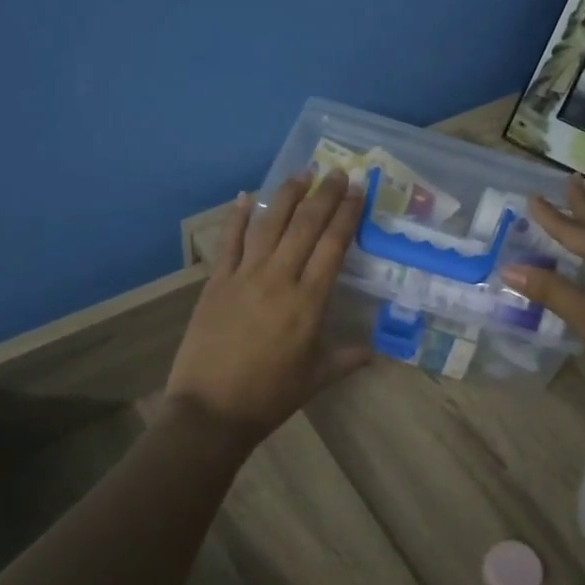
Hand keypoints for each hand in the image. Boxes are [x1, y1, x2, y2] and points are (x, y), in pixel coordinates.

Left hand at [166, 170, 373, 445]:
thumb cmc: (270, 396)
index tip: (357, 192)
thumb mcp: (316, 378)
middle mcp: (278, 279)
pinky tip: (244, 195)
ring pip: (268, 225)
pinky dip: (236, 217)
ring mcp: (243, 277)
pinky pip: (228, 242)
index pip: (333, 246)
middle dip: (324, 196)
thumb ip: (346, 358)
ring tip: (301, 174)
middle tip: (337, 173)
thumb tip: (374, 350)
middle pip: (305, 226)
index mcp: (308, 302)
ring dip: (286, 196)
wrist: (211, 410)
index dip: (347, 215)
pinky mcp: (216, 282)